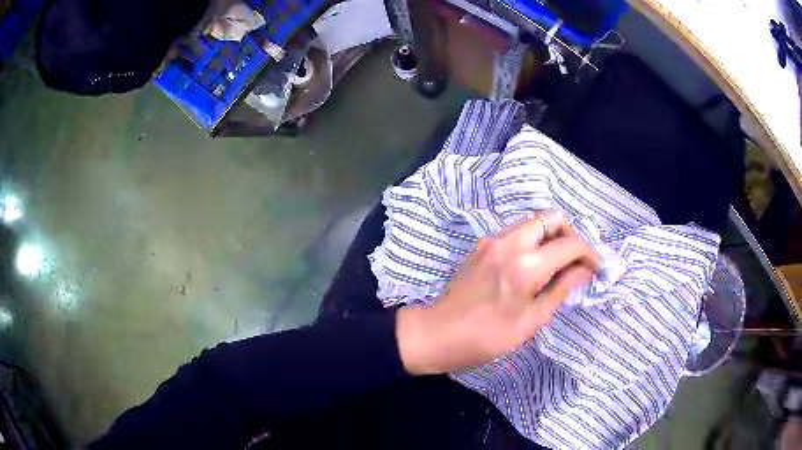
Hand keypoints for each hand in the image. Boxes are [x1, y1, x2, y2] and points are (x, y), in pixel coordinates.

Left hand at [396, 212, 599, 374]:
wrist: (437, 333)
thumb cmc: (487, 337)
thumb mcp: (531, 321)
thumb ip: (562, 289)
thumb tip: (584, 269)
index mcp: (526, 265)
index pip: (570, 243)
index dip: (589, 253)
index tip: (595, 268)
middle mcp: (510, 242)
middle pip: (552, 217)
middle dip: (570, 235)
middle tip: (574, 261)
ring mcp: (492, 239)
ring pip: (533, 222)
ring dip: (551, 236)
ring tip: (556, 265)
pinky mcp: (481, 244)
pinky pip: (516, 232)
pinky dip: (533, 241)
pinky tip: (532, 266)